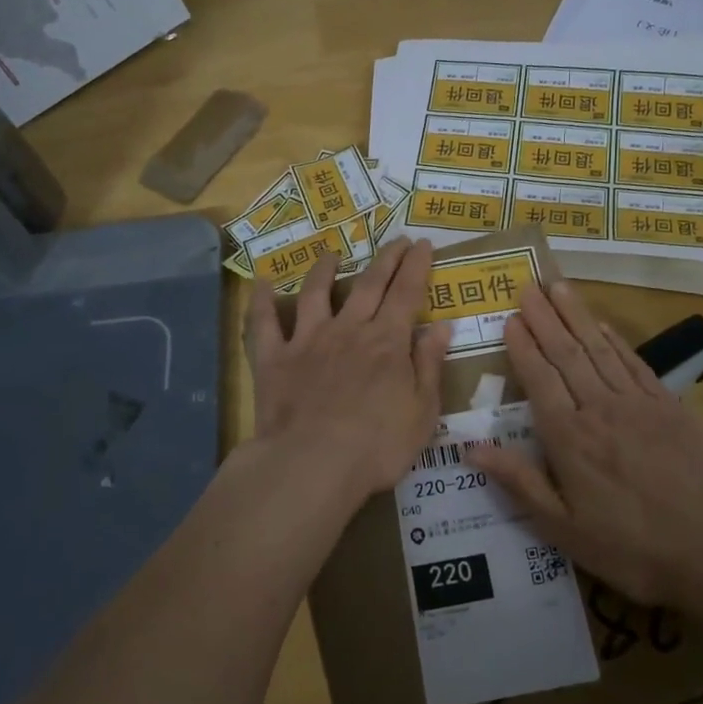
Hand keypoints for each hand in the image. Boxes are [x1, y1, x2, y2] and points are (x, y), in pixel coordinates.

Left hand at [244, 237, 452, 520]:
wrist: (313, 464)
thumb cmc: (377, 446)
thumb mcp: (422, 411)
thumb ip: (429, 366)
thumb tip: (441, 327)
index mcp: (387, 341)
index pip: (407, 293)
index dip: (417, 266)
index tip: (422, 244)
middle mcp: (348, 330)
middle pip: (369, 284)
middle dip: (385, 259)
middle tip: (395, 239)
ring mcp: (308, 340)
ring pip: (316, 293)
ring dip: (324, 270)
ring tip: (331, 253)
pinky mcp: (274, 358)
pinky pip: (264, 323)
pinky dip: (262, 301)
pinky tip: (262, 283)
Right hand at [470, 281, 702, 606]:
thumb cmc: (630, 546)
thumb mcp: (563, 528)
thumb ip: (519, 482)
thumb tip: (471, 448)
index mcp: (568, 437)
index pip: (539, 379)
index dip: (523, 347)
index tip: (510, 318)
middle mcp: (599, 408)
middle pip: (566, 354)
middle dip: (544, 318)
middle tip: (528, 286)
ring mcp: (637, 403)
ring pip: (599, 349)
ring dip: (576, 316)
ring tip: (558, 287)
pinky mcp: (669, 406)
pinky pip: (635, 363)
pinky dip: (616, 340)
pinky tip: (602, 325)